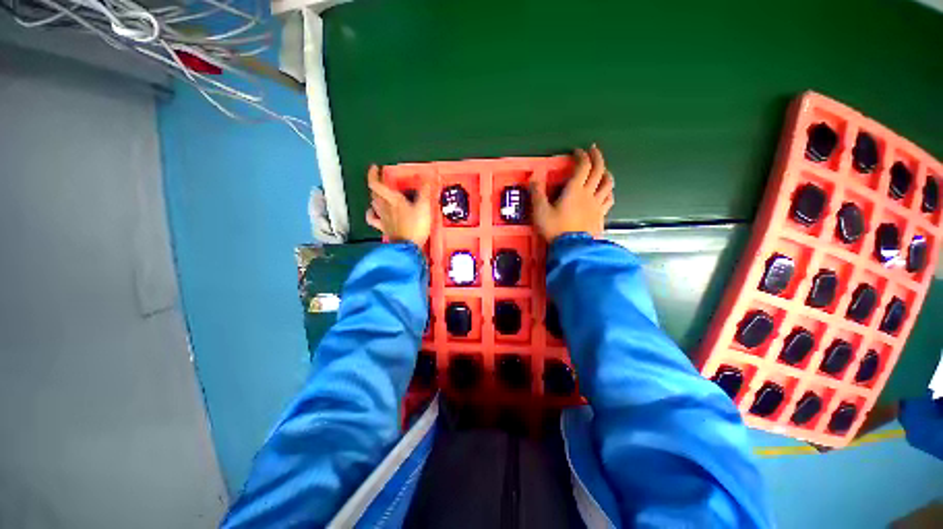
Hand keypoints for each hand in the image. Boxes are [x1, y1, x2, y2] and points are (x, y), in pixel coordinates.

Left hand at [366, 165, 432, 245]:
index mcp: (393, 200)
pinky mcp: (384, 228)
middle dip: (375, 184)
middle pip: (374, 193)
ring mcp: (383, 218)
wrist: (408, 247)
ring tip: (379, 193)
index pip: (376, 184)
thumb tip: (427, 177)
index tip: (375, 167)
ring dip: (374, 196)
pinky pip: (373, 219)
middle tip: (380, 180)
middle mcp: (384, 207)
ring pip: (373, 204)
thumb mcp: (424, 207)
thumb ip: (425, 191)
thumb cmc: (416, 226)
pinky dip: (371, 214)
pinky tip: (374, 212)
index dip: (373, 174)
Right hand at [530, 145, 613, 241]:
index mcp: (574, 190)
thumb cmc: (555, 229)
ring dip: (606, 173)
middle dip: (597, 157)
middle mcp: (589, 194)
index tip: (577, 151)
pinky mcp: (601, 215)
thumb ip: (537, 193)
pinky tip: (606, 193)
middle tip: (594, 150)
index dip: (582, 156)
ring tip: (603, 170)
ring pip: (608, 184)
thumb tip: (534, 176)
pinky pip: (609, 199)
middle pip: (599, 170)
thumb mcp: (540, 211)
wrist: (572, 248)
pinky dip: (609, 192)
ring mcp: (597, 205)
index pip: (583, 167)